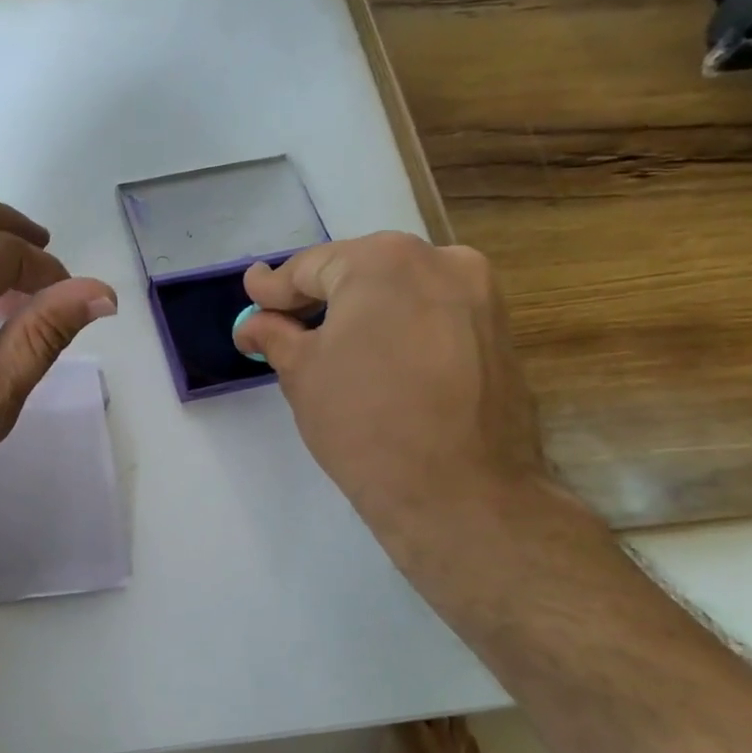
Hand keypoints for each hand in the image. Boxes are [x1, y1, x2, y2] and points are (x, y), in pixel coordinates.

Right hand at [232, 233, 552, 549]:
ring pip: (399, 291)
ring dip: (361, 311)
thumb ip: (274, 334)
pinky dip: (398, 326)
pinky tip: (377, 358)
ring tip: (328, 344)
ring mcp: (479, 294)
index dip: (274, 288)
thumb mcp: (301, 373)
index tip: (251, 297)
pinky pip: (432, 314)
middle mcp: (439, 260)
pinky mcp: (499, 331)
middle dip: (319, 298)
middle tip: (283, 322)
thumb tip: (253, 322)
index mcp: (383, 261)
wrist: (460, 492)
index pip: (311, 267)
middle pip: (359, 272)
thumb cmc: (363, 422)